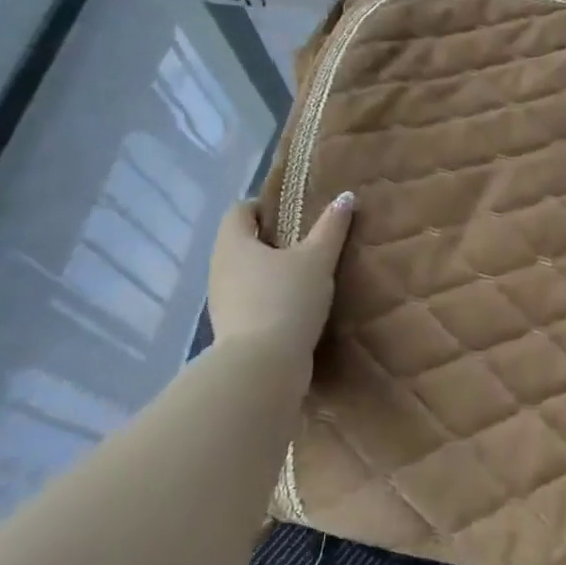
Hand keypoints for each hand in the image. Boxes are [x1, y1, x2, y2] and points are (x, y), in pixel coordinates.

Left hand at [207, 191, 355, 362]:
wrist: (262, 368)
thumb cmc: (286, 300)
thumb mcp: (317, 260)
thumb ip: (331, 228)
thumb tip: (346, 196)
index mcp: (233, 243)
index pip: (240, 210)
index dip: (264, 206)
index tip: (295, 213)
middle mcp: (219, 268)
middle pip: (241, 242)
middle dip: (271, 239)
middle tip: (306, 242)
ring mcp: (221, 301)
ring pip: (245, 273)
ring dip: (269, 271)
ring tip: (304, 275)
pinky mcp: (230, 329)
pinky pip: (249, 300)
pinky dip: (268, 297)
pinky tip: (295, 306)